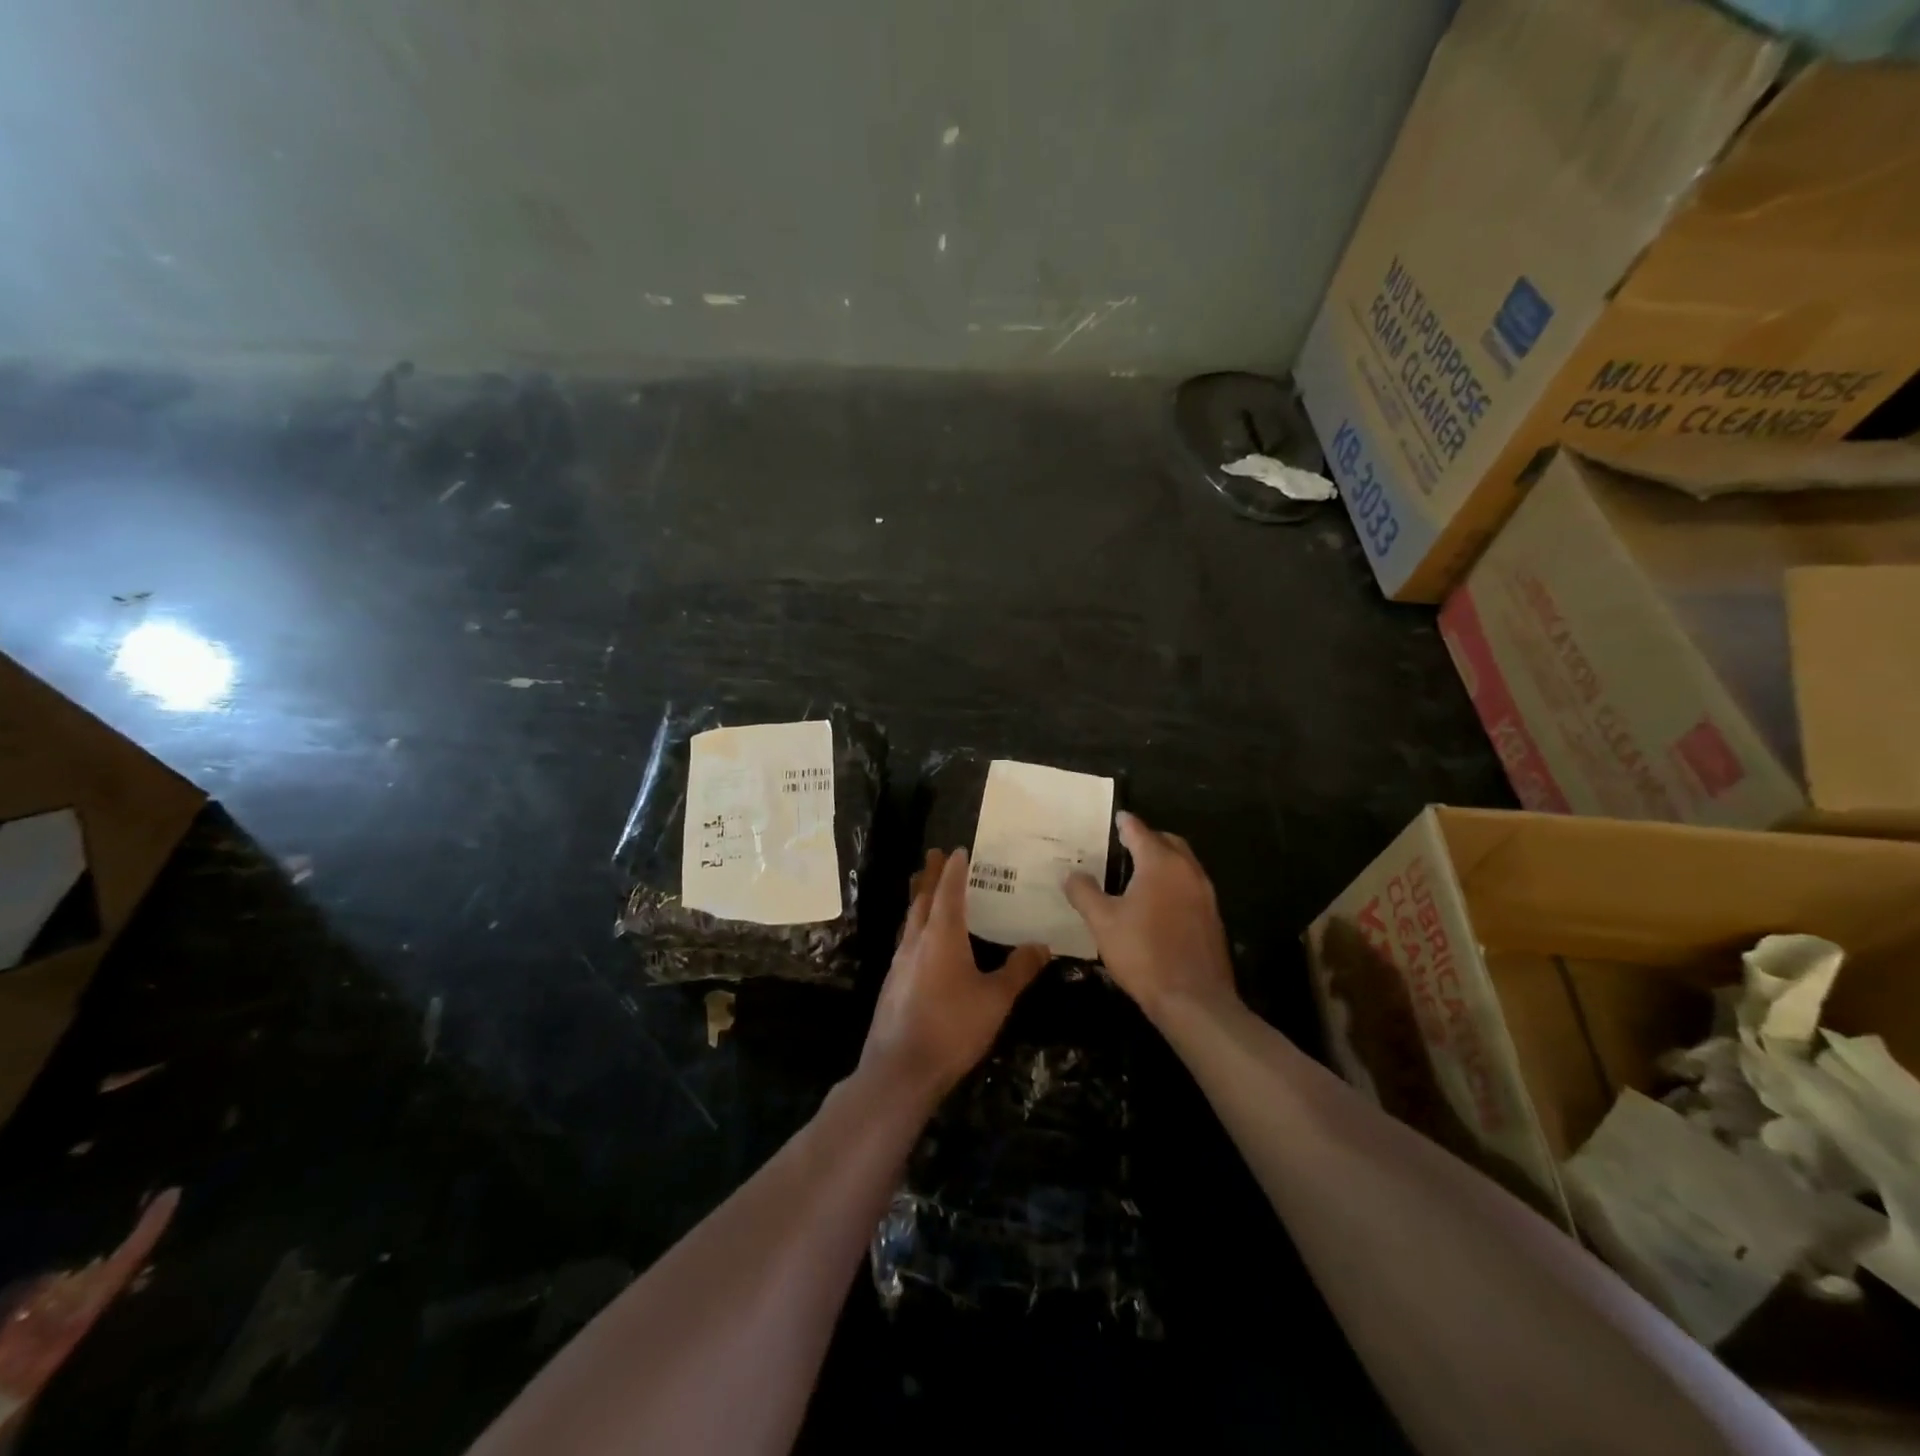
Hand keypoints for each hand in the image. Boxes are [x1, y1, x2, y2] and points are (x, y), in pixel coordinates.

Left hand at [860, 848, 1048, 1103]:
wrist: (900, 1069)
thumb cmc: (952, 1027)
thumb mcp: (995, 999)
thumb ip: (1018, 970)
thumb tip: (1042, 945)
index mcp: (942, 935)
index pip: (949, 891)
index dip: (955, 869)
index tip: (959, 849)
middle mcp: (917, 940)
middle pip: (922, 898)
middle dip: (931, 875)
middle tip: (935, 854)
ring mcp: (900, 962)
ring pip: (910, 919)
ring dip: (918, 898)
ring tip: (924, 887)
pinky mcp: (892, 983)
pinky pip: (905, 941)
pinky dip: (915, 926)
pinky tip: (920, 941)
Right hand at [1065, 812, 1236, 1025]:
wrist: (1194, 1000)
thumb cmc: (1144, 953)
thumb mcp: (1103, 922)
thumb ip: (1085, 893)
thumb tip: (1071, 874)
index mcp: (1161, 864)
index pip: (1140, 831)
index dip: (1126, 823)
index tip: (1117, 817)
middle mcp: (1188, 871)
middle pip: (1168, 842)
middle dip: (1148, 838)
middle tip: (1126, 844)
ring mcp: (1205, 895)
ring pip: (1183, 864)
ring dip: (1164, 861)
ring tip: (1139, 872)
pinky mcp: (1213, 918)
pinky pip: (1191, 886)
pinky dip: (1174, 883)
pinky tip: (1158, 903)